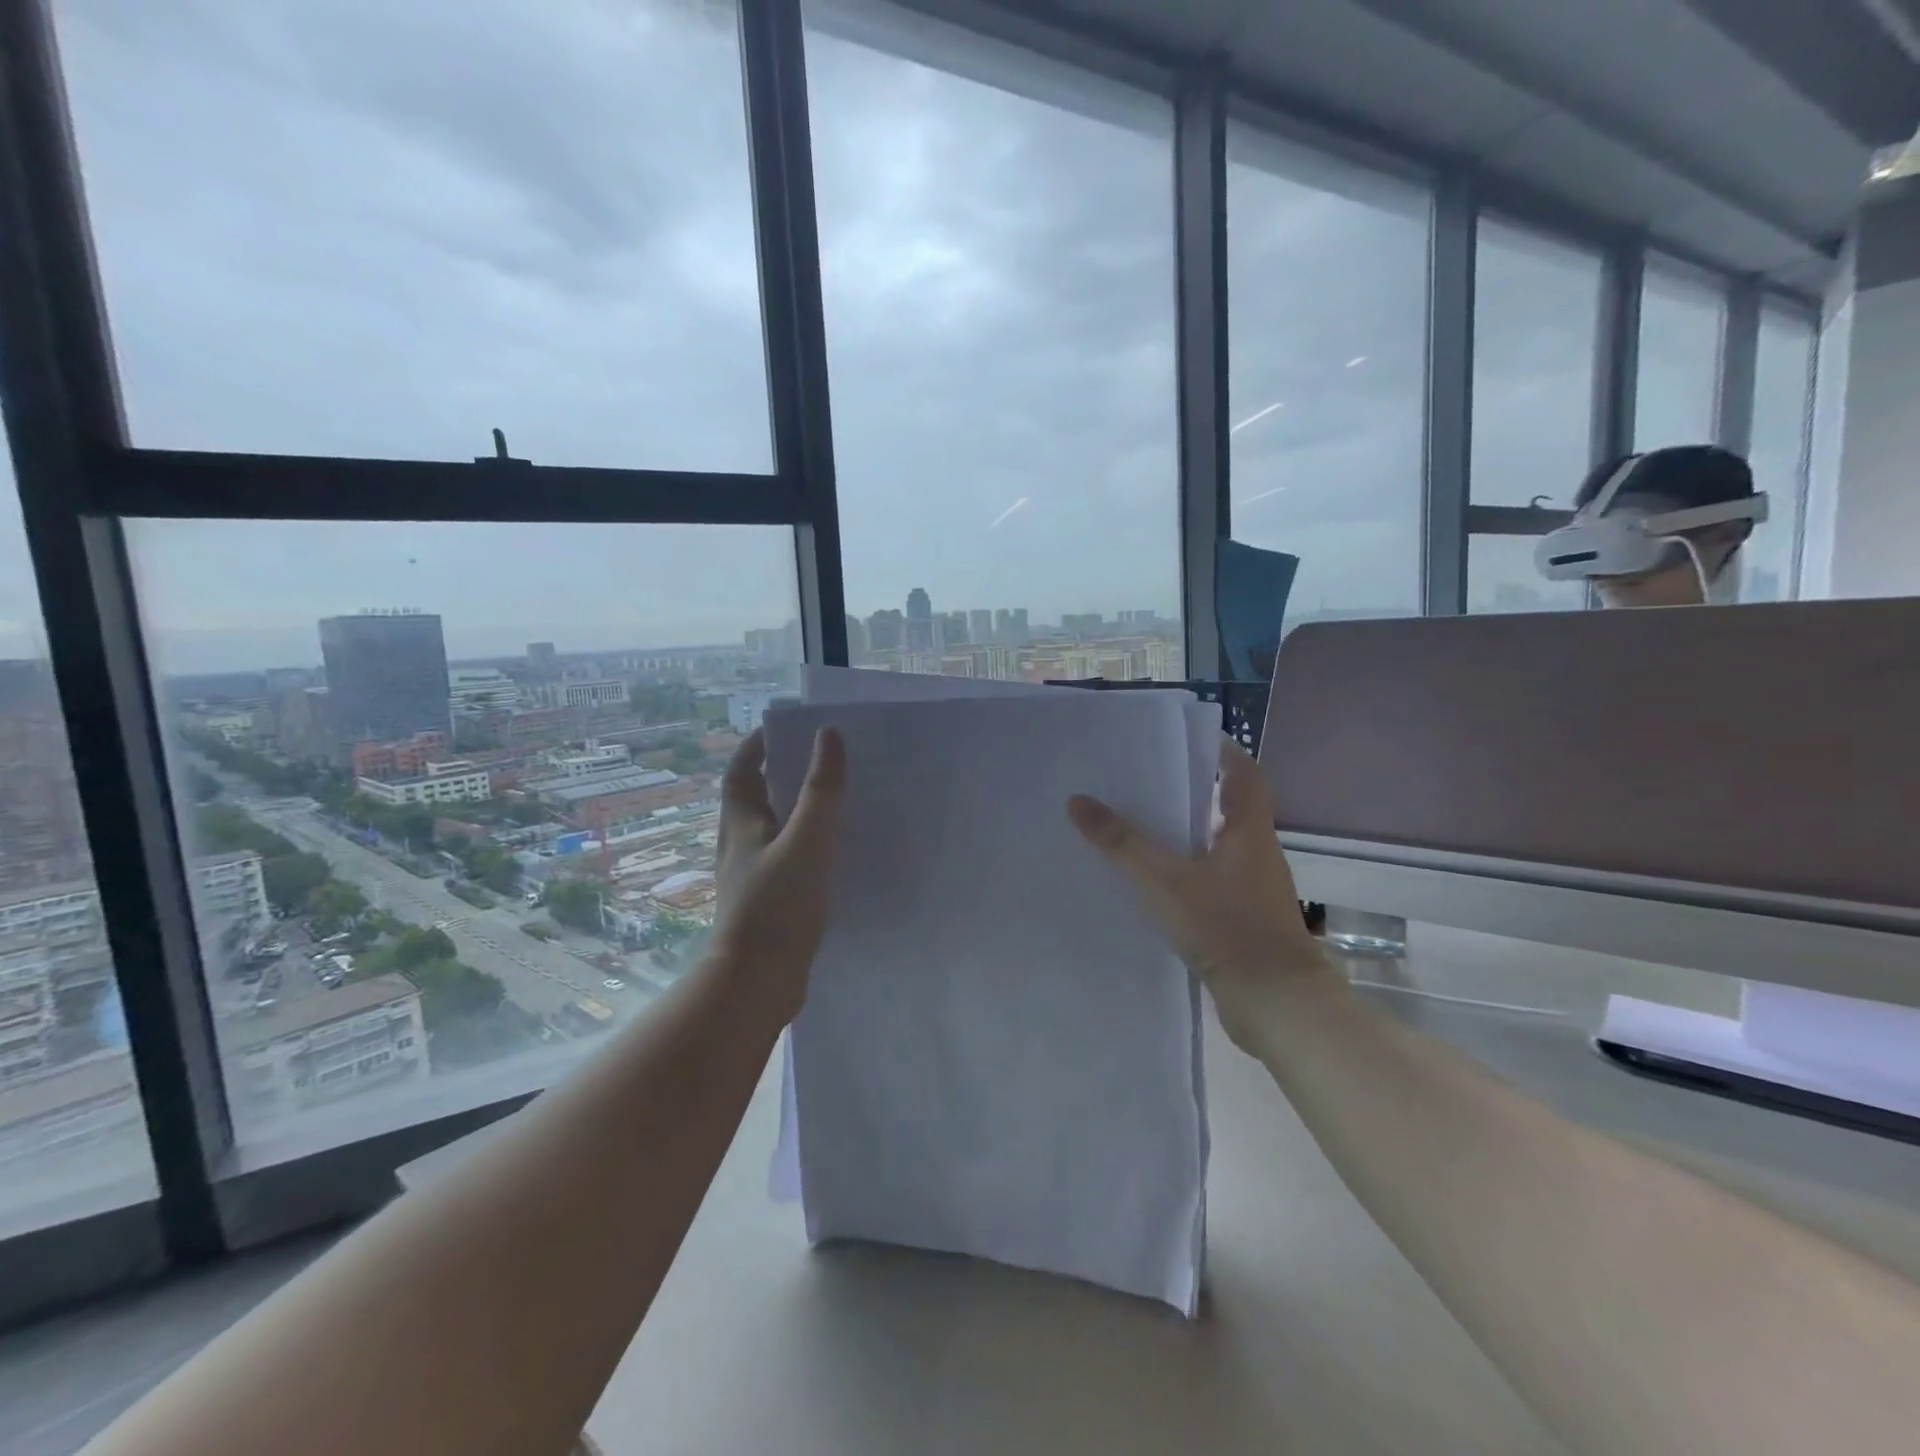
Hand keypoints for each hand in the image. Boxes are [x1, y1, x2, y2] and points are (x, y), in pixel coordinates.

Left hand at [709, 727, 847, 1027]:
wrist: (757, 983)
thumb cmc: (777, 905)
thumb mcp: (806, 841)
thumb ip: (821, 790)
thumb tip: (828, 735)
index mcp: (741, 823)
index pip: (741, 770)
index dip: (757, 745)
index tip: (784, 727)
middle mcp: (740, 844)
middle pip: (754, 797)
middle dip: (779, 773)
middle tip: (819, 759)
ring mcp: (751, 874)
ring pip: (771, 828)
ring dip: (794, 808)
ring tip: (832, 799)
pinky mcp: (767, 901)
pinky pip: (786, 857)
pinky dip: (804, 843)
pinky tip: (832, 852)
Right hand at [1067, 735, 1333, 1051]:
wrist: (1275, 1004)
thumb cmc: (1225, 927)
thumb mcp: (1163, 880)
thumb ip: (1120, 842)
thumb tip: (1078, 801)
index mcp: (1249, 831)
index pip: (1243, 774)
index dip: (1220, 751)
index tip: (1186, 740)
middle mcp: (1257, 854)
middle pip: (1228, 809)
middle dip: (1193, 793)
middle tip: (1146, 782)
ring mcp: (1255, 891)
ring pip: (1218, 849)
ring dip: (1188, 836)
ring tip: (1140, 829)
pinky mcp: (1246, 923)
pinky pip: (1213, 883)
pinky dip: (1188, 875)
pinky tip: (1154, 886)